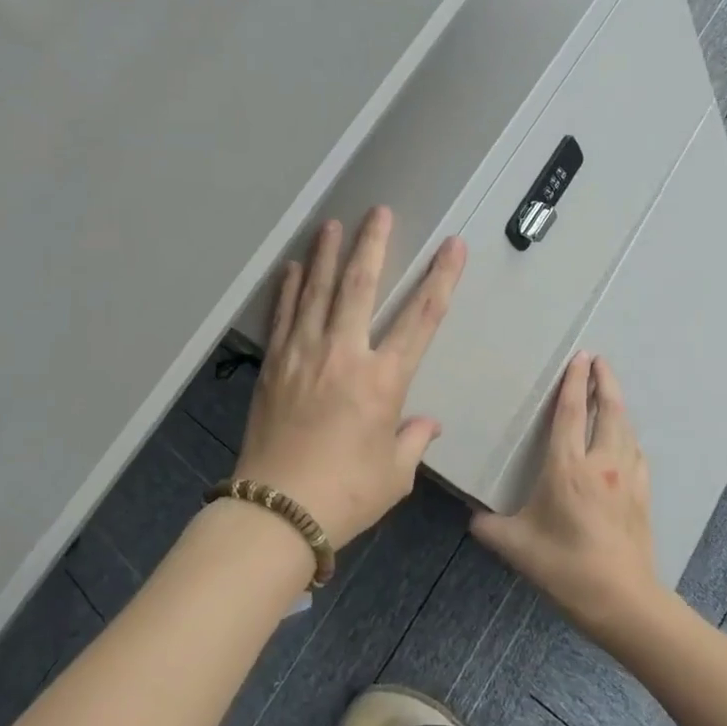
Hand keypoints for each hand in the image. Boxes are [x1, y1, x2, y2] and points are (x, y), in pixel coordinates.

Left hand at [234, 208, 466, 547]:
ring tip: (333, 224)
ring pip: (316, 292)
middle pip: (359, 287)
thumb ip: (412, 441)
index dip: (441, 279)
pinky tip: (293, 267)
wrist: (276, 513)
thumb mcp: (393, 474)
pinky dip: (289, 289)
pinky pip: (283, 316)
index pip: (421, 318)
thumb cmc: (345, 495)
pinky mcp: (273, 366)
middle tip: (379, 212)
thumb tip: (427, 424)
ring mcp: (303, 356)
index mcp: (383, 381)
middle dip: (373, 245)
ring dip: (326, 255)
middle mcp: (343, 356)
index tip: (452, 246)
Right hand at [471, 354, 661, 639]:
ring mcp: (628, 479)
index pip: (571, 413)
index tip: (579, 357)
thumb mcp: (516, 547)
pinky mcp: (642, 496)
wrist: (623, 601)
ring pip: (626, 429)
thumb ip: (488, 527)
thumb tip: (472, 517)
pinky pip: (637, 453)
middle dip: (605, 381)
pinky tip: (626, 440)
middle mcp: (602, 464)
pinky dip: (629, 436)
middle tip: (600, 360)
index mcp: (568, 468)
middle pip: (609, 411)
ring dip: (619, 405)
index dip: (574, 382)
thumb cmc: (565, 568)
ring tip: (611, 392)